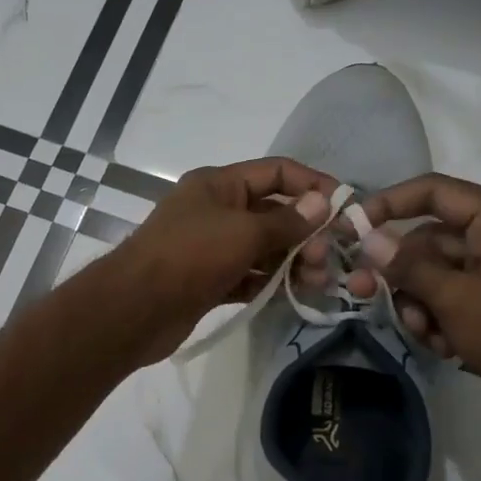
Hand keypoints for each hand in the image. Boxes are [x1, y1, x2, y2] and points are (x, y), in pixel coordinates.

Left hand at [112, 157, 338, 363]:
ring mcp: (211, 247)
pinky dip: (270, 282)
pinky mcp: (209, 280)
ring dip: (292, 261)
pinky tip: (294, 294)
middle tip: (328, 259)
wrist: (136, 308)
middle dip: (305, 232)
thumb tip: (322, 203)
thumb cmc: (190, 256)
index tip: (345, 207)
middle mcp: (215, 210)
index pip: (275, 172)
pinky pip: (248, 275)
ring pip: (262, 248)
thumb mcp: (242, 232)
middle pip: (272, 212)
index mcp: (218, 185)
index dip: (311, 184)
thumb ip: (286, 222)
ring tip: (318, 281)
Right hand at [335, 173, 480, 423]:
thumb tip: (367, 239)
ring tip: (424, 333)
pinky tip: (444, 348)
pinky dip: (440, 320)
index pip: (436, 192)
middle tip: (362, 291)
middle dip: (402, 272)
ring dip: (419, 302)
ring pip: (438, 274)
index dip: (389, 203)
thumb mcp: (456, 298)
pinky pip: (455, 300)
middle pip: (432, 239)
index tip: (350, 226)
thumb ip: (408, 265)